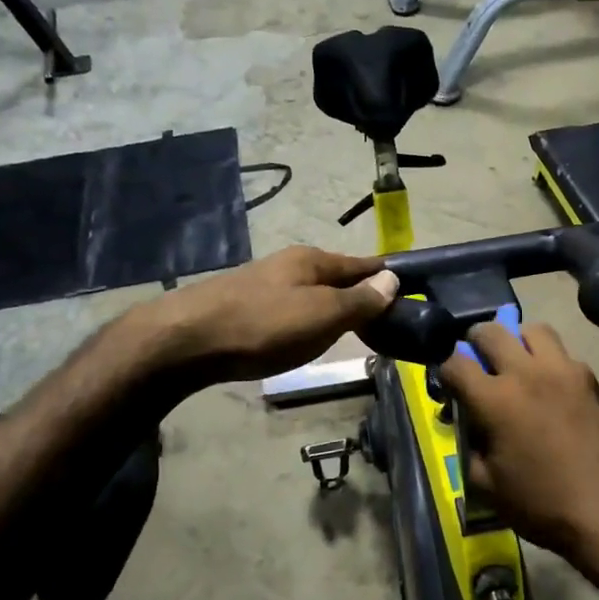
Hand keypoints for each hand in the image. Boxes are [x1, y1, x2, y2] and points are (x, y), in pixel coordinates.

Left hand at [139, 246, 400, 387]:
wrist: (187, 339)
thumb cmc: (264, 325)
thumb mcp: (322, 315)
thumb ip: (359, 300)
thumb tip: (392, 279)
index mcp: (313, 260)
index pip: (363, 265)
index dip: (387, 280)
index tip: (411, 296)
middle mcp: (290, 264)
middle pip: (337, 278)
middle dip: (361, 296)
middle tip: (384, 324)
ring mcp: (265, 284)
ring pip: (312, 294)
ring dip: (333, 309)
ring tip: (351, 333)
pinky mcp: (245, 306)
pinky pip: (291, 309)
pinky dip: (308, 320)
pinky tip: (305, 336)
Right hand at [437, 321, 598, 569]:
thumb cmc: (543, 505)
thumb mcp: (488, 487)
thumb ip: (470, 450)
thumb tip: (470, 429)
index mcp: (495, 399)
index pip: (455, 363)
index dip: (445, 371)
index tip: (448, 385)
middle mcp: (527, 373)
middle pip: (491, 332)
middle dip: (475, 342)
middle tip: (477, 361)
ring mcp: (564, 371)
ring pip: (534, 330)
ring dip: (518, 340)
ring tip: (518, 363)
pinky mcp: (591, 380)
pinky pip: (564, 355)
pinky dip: (550, 361)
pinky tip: (551, 388)